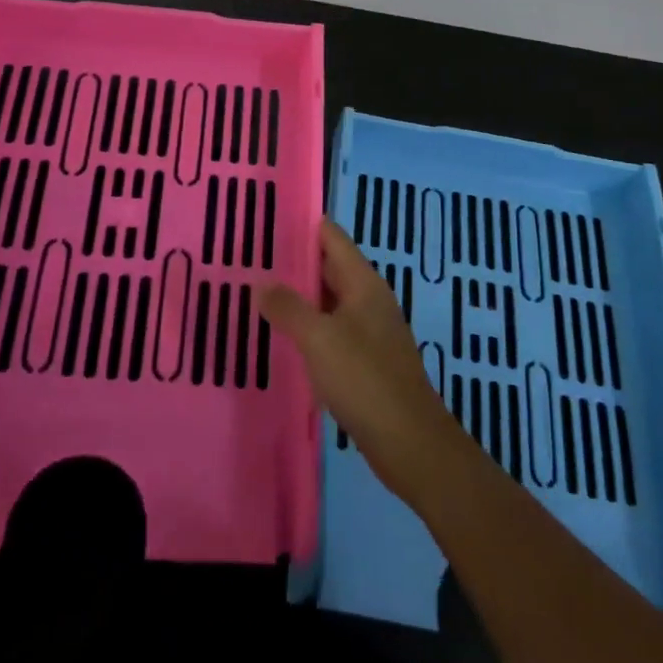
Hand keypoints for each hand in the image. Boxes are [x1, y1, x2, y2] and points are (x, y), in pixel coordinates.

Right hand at [258, 219, 466, 504]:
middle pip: (330, 268)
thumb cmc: (365, 379)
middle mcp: (369, 300)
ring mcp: (370, 331)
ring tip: (258, 293)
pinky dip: (309, 328)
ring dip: (299, 297)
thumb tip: (262, 283)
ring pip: (329, 302)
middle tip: (251, 258)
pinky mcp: (366, 362)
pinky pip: (332, 331)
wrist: (410, 442)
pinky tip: (283, 337)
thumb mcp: (319, 339)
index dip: (302, 225)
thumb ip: (288, 307)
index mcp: (363, 283)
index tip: (266, 219)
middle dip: (294, 262)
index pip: (332, 237)